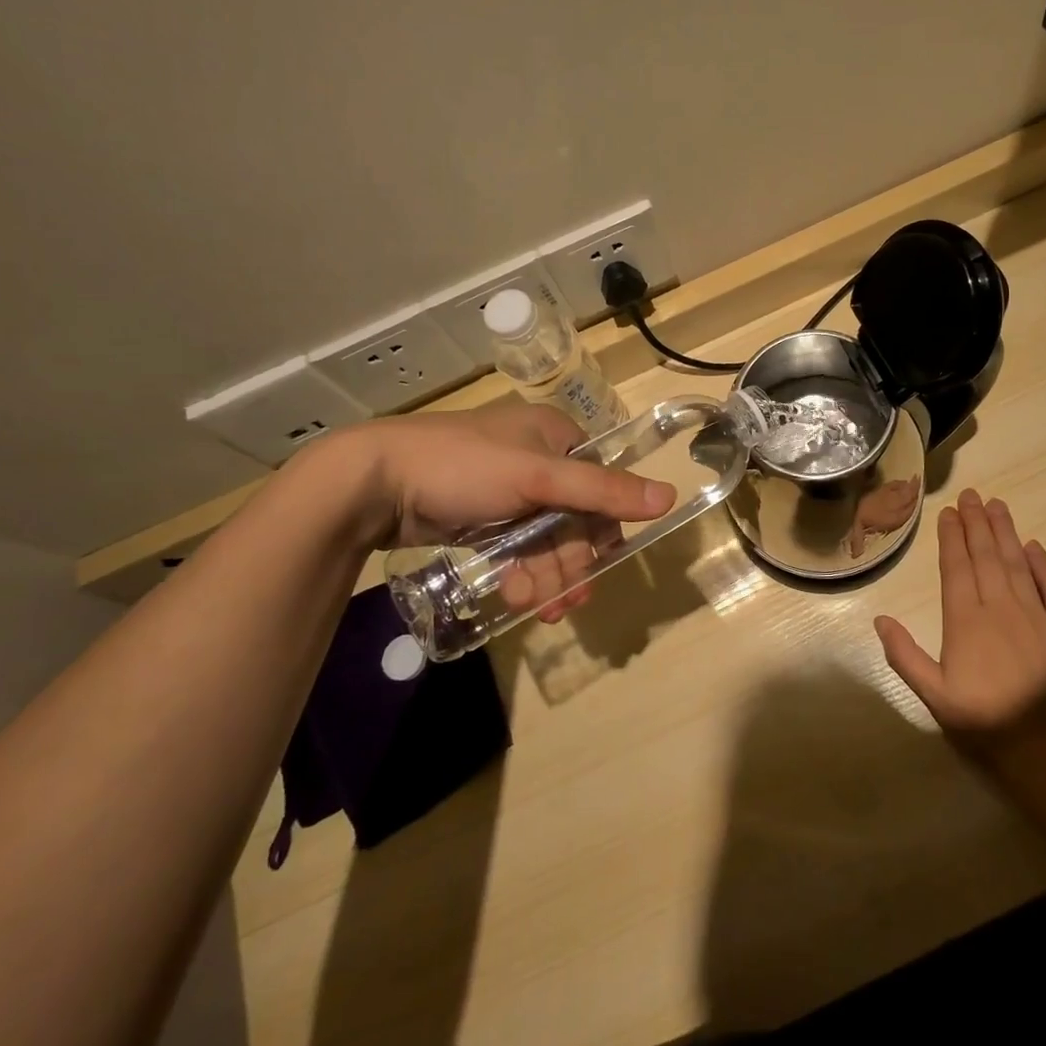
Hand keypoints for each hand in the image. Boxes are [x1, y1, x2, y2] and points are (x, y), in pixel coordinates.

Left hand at [330, 401, 674, 617]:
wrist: (375, 482)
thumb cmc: (464, 466)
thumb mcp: (537, 477)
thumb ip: (602, 490)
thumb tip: (669, 496)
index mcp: (557, 437)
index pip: (602, 483)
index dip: (605, 528)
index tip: (601, 566)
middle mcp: (538, 460)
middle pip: (575, 519)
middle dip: (570, 562)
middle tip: (564, 603)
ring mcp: (509, 491)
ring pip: (546, 539)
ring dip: (548, 575)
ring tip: (537, 607)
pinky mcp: (483, 517)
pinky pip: (518, 548)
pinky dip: (522, 572)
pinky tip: (516, 596)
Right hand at [874, 489, 1045, 765]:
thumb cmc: (986, 724)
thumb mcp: (934, 697)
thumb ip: (905, 656)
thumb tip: (880, 618)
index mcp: (966, 621)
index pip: (957, 567)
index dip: (951, 537)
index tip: (948, 512)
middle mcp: (1001, 607)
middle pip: (986, 556)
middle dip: (976, 523)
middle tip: (971, 495)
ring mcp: (1037, 616)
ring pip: (1017, 563)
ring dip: (1005, 532)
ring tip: (997, 505)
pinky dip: (1043, 565)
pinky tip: (1034, 546)